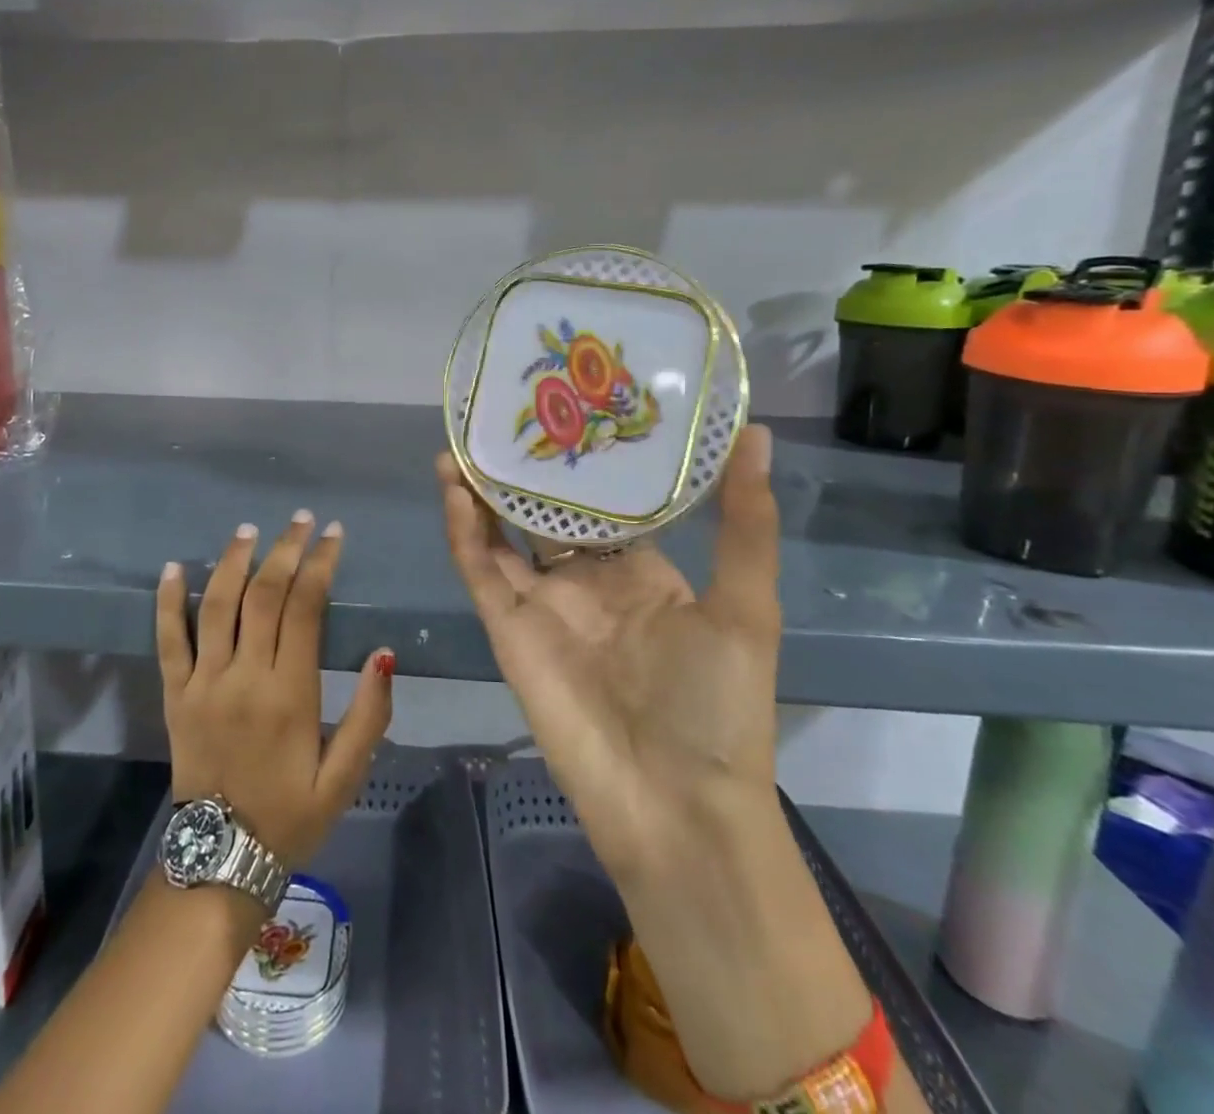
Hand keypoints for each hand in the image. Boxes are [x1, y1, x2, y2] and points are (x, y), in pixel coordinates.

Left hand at [156, 512, 394, 868]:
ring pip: (217, 606)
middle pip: (262, 595)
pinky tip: (176, 567)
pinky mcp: (175, 696)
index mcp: (289, 694)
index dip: (320, 565)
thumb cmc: (291, 816)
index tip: (333, 535)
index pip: (305, 609)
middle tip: (301, 520)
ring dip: (233, 562)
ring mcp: (203, 684)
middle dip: (284, 550)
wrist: (219, 861)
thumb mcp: (345, 776)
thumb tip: (383, 653)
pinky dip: (169, 602)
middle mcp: (243, 677)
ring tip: (249, 529)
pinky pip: (168, 641)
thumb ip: (370, 715)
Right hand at [435, 424, 783, 876]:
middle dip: (525, 470)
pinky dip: (464, 530)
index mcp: (642, 572)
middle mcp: (587, 582)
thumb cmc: (717, 705)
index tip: (575, 405)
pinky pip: (480, 570)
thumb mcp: (745, 606)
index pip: (607, 502)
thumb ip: (744, 522)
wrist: (675, 808)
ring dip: (481, 491)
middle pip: (544, 513)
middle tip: (507, 412)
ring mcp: (542, 605)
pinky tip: (456, 487)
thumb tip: (758, 433)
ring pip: (501, 534)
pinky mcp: (507, 629)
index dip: (589, 460)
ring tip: (465, 440)